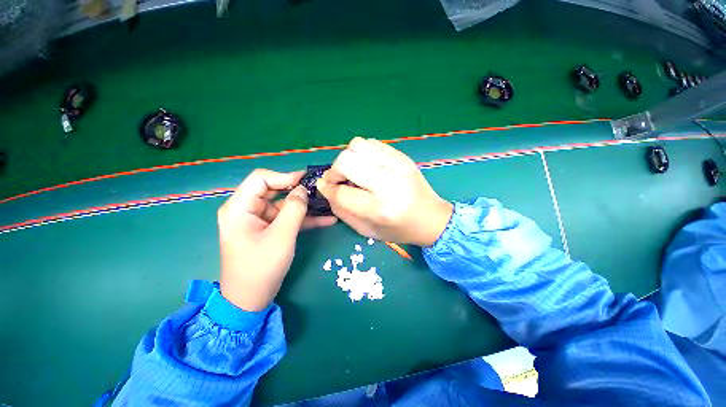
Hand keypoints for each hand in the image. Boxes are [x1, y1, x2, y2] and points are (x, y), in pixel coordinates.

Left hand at [218, 169, 336, 310]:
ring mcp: (260, 220)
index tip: (306, 181)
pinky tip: (326, 220)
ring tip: (328, 204)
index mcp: (240, 207)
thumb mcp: (281, 236)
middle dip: (298, 190)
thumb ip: (294, 209)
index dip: (284, 176)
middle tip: (320, 190)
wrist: (251, 299)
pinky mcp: (270, 230)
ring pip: (285, 205)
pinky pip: (288, 219)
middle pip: (275, 190)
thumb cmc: (261, 267)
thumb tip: (303, 189)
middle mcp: (248, 209)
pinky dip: (305, 219)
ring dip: (306, 206)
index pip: (261, 179)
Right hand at [316, 137, 452, 246]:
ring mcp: (398, 165)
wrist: (431, 218)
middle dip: (335, 170)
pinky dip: (363, 152)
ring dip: (349, 158)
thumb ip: (342, 210)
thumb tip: (326, 188)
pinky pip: (372, 143)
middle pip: (346, 161)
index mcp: (381, 209)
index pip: (342, 192)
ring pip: (357, 145)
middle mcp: (390, 183)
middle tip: (339, 180)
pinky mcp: (403, 156)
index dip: (328, 189)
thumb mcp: (367, 230)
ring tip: (354, 172)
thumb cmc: (398, 229)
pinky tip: (367, 166)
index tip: (326, 188)